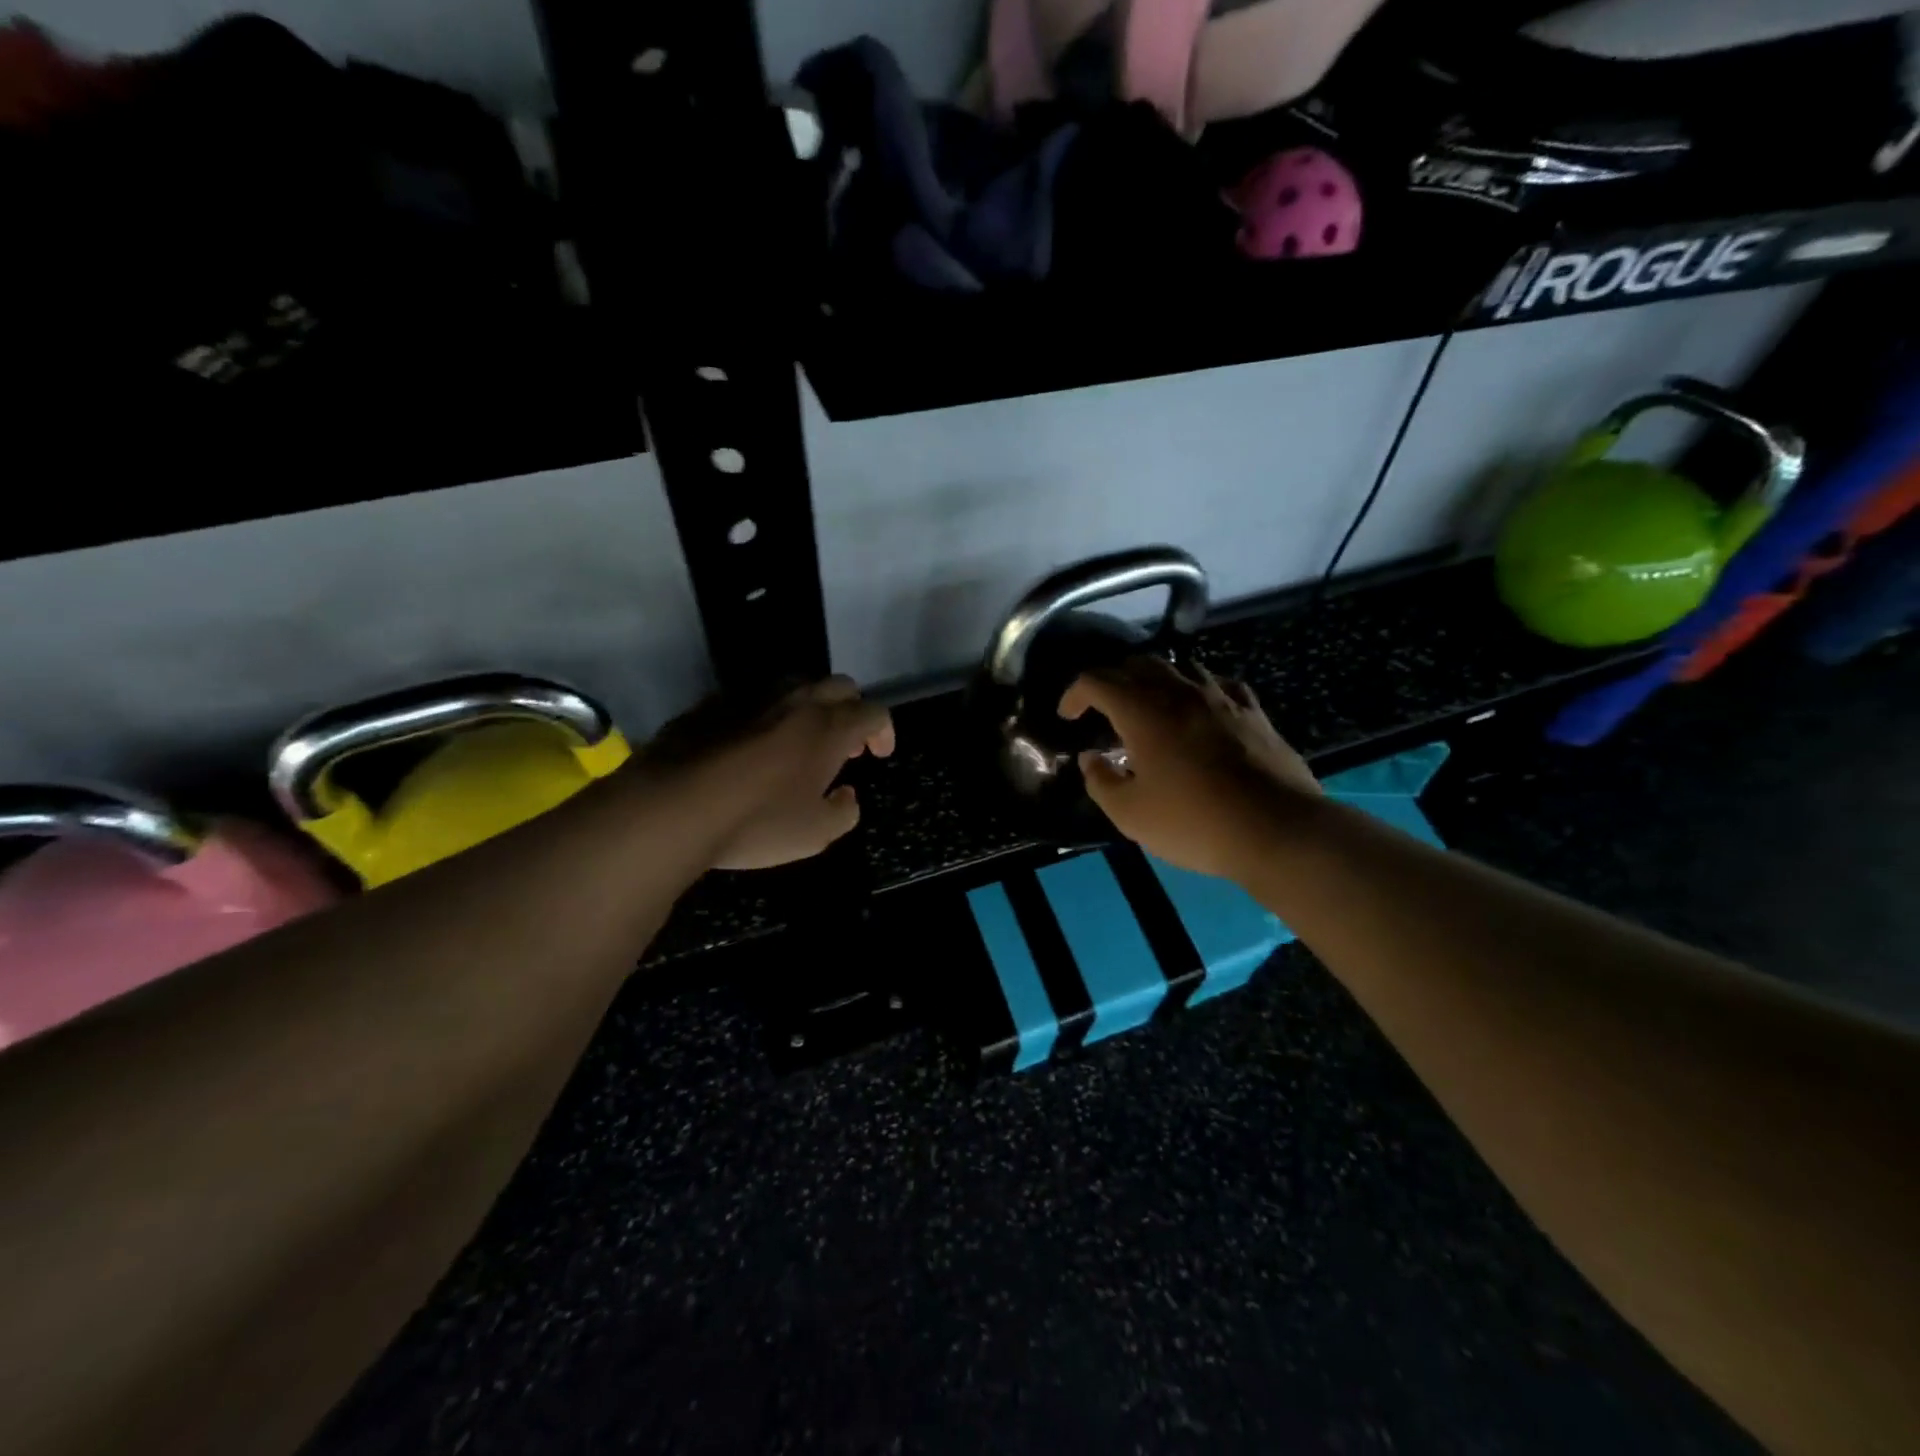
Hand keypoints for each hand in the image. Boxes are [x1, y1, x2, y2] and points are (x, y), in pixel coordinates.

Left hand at [646, 676, 894, 870]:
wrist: (671, 807)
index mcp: (828, 728)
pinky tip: (750, 747)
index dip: (884, 731)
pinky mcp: (710, 705)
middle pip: (839, 686)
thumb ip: (844, 813)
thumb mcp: (815, 834)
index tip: (879, 755)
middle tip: (843, 745)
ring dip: (809, 708)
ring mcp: (750, 698)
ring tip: (799, 742)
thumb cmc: (756, 822)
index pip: (874, 712)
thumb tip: (846, 796)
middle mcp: (795, 702)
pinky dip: (764, 717)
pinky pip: (751, 701)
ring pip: (794, 686)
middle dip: (851, 709)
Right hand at [1059, 656, 1316, 877]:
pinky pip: (1219, 684)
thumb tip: (1091, 758)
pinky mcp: (1253, 712)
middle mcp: (1180, 692)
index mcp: (1143, 711)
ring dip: (1155, 679)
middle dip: (1112, 680)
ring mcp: (1221, 698)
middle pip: (1137, 664)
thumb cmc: (1194, 822)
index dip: (1075, 694)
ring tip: (1148, 704)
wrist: (1277, 829)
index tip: (1068, 716)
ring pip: (1180, 667)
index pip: (1097, 681)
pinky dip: (1198, 689)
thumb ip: (1101, 781)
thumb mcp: (1130, 814)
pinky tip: (1200, 707)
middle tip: (1102, 707)